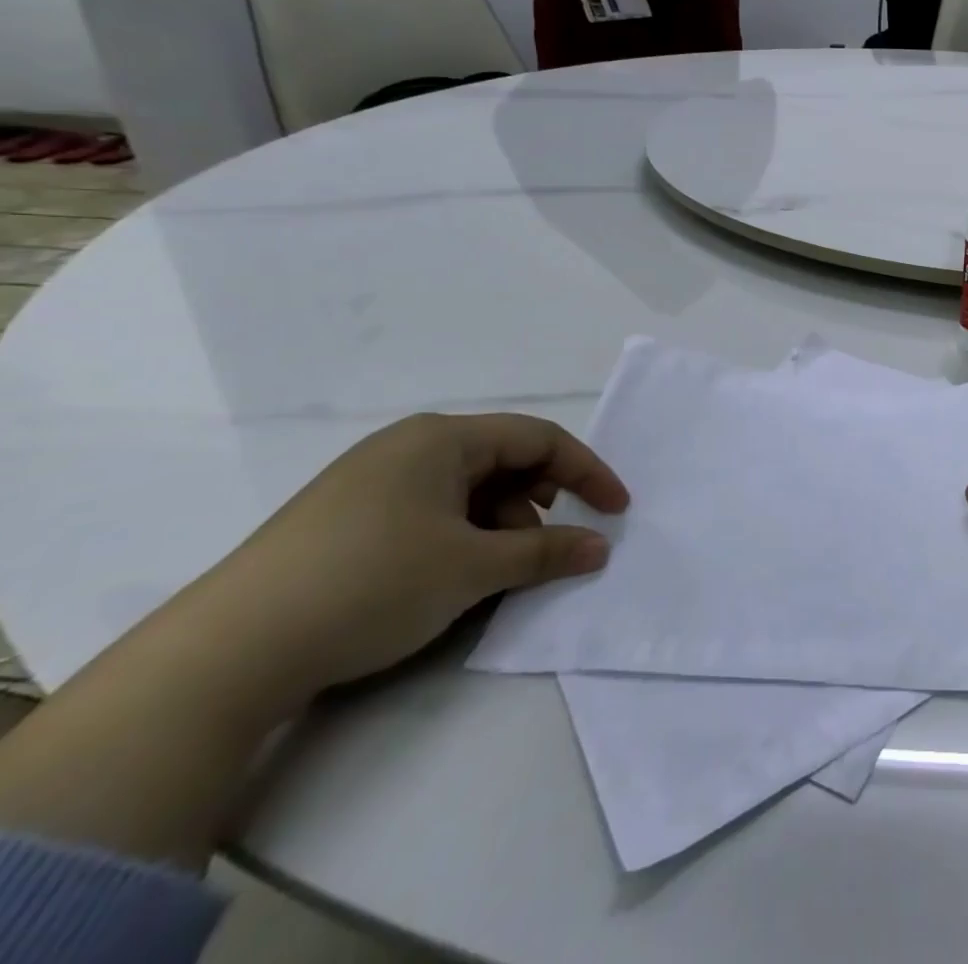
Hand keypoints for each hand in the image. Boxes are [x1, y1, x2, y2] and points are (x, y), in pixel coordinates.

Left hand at [204, 413, 627, 704]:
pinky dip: (459, 536)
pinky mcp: (344, 518)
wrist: (223, 656)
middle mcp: (407, 446)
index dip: (588, 471)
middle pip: (502, 460)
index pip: (539, 439)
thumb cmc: (371, 585)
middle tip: (547, 545)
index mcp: (441, 438)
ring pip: (466, 489)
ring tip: (494, 572)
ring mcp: (370, 481)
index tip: (617, 510)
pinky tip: (449, 576)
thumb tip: (600, 549)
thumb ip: (548, 552)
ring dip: (498, 524)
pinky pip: (429, 510)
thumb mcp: (474, 568)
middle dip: (538, 501)